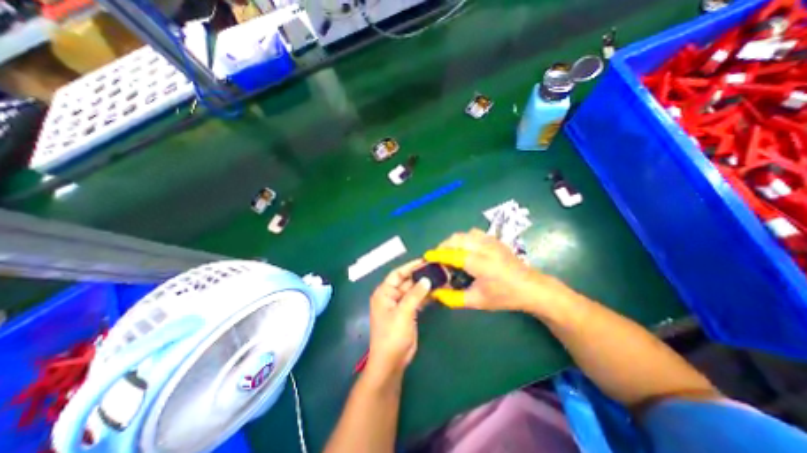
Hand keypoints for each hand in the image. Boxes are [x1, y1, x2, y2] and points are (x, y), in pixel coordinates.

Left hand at [368, 259, 434, 377]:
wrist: (392, 361)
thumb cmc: (392, 335)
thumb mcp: (403, 312)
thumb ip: (415, 294)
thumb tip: (426, 279)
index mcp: (384, 292)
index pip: (397, 274)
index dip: (410, 266)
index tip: (424, 261)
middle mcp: (391, 296)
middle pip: (407, 281)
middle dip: (420, 276)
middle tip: (436, 269)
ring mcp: (400, 304)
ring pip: (413, 290)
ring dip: (425, 286)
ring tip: (440, 278)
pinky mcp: (408, 312)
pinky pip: (417, 300)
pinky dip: (426, 296)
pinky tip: (437, 291)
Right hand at [423, 229, 572, 315]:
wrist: (531, 287)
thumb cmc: (504, 296)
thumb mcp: (476, 300)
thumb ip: (453, 297)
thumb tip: (435, 293)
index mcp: (478, 263)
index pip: (451, 254)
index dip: (437, 254)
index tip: (426, 257)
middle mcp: (483, 247)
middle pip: (456, 239)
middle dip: (443, 246)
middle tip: (438, 258)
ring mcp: (490, 241)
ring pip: (464, 234)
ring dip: (453, 241)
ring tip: (450, 253)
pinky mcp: (495, 240)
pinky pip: (473, 234)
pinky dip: (464, 239)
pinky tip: (466, 249)